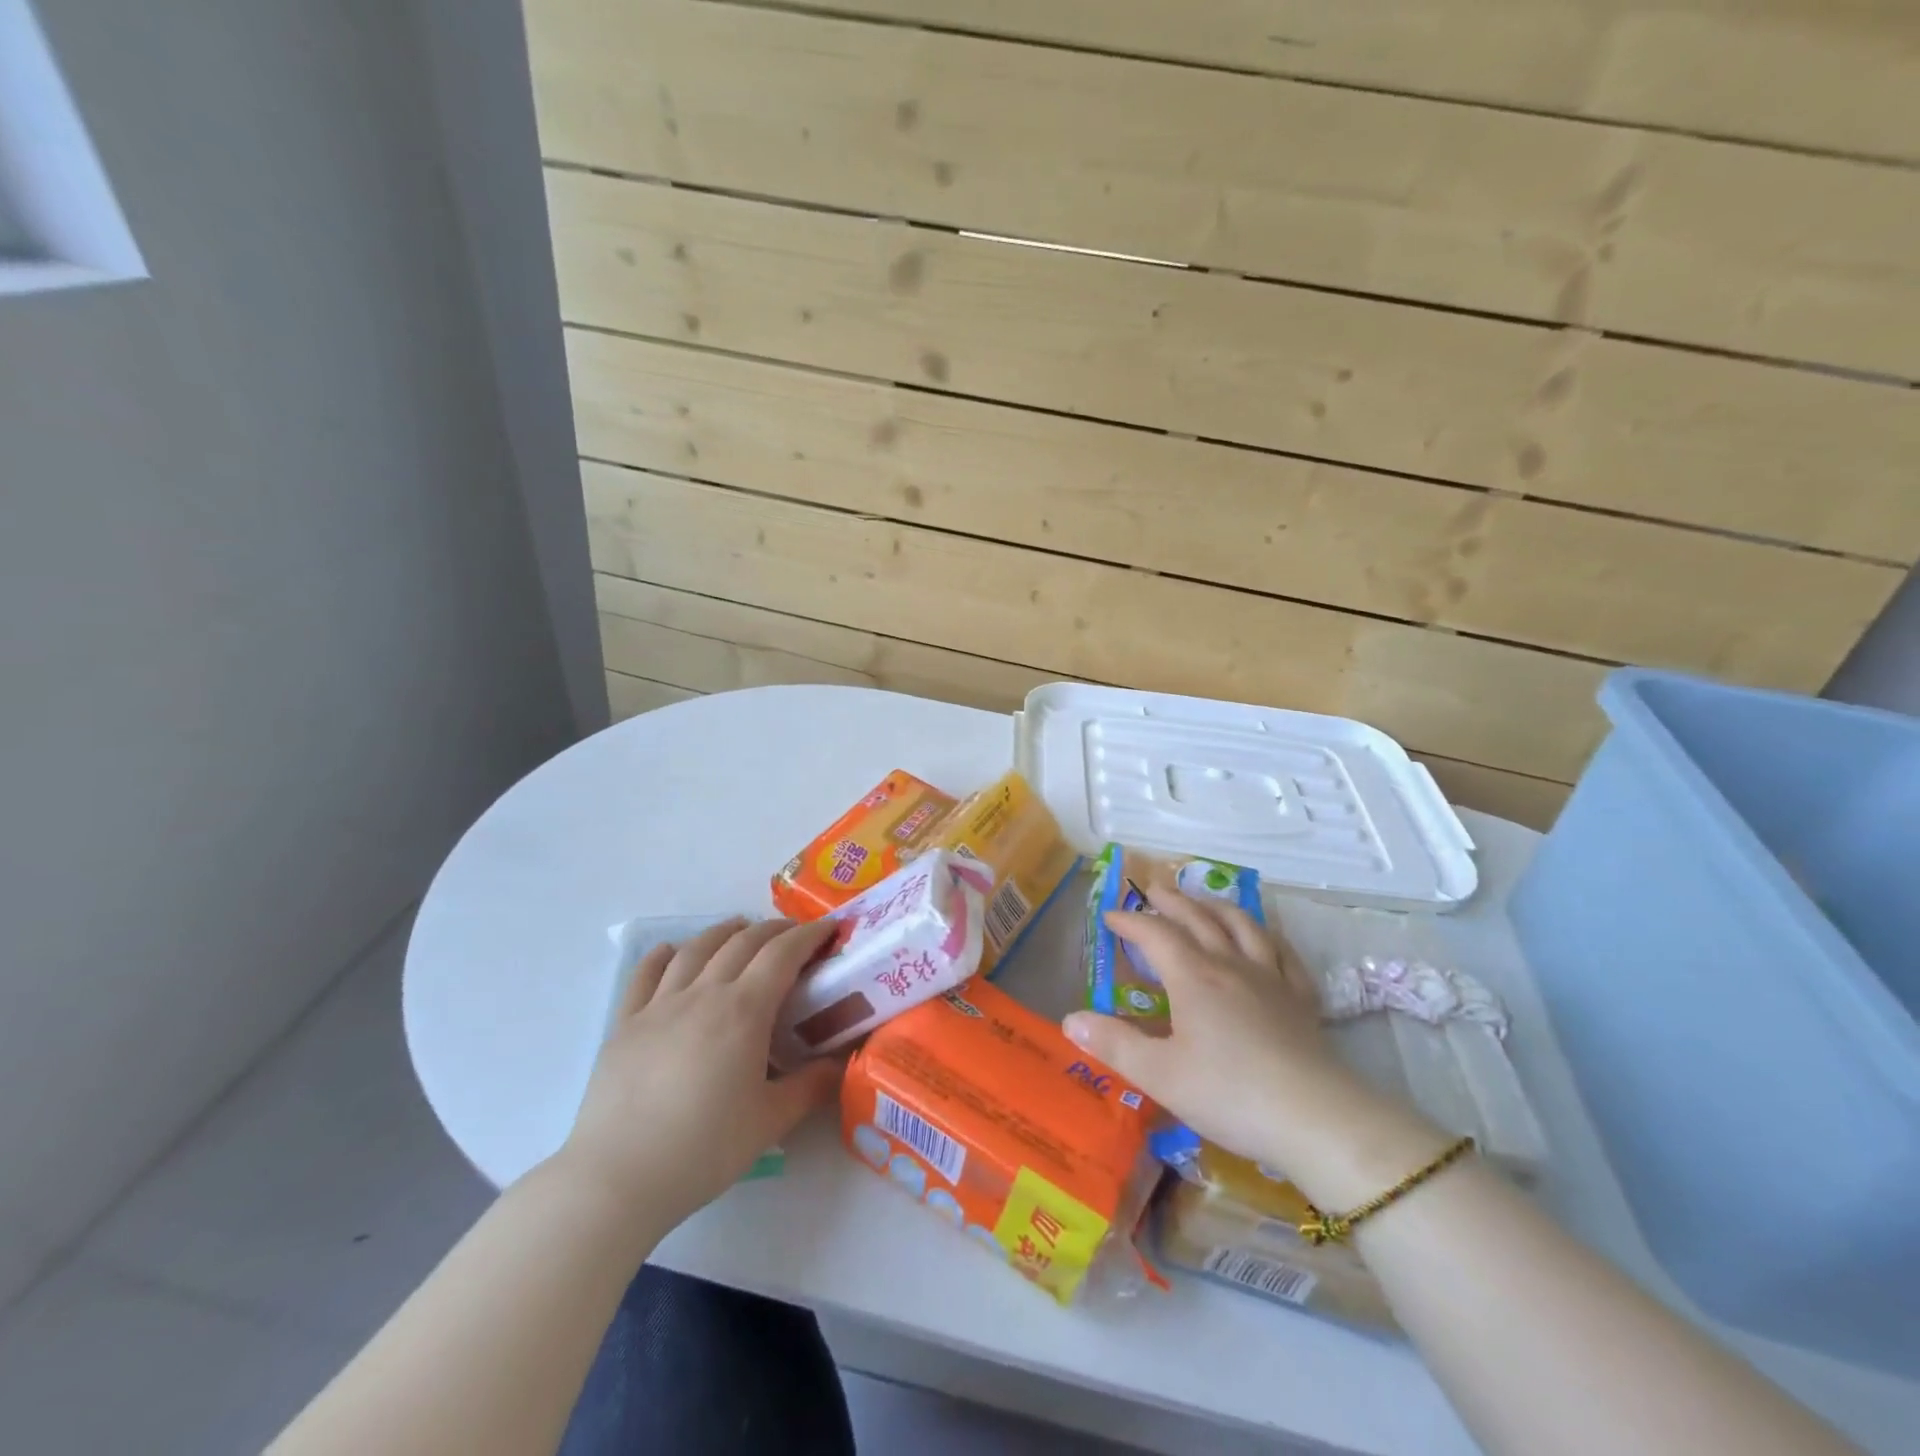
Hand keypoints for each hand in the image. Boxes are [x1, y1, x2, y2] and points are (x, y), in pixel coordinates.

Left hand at [557, 918, 842, 1230]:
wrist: (617, 1178)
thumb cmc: (703, 1149)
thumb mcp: (771, 1121)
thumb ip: (811, 1086)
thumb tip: (841, 1063)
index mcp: (743, 1011)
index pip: (782, 954)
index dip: (808, 935)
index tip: (828, 928)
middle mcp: (703, 994)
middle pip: (742, 943)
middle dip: (773, 930)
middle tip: (793, 933)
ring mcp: (659, 1005)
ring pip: (695, 950)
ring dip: (723, 932)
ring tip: (739, 927)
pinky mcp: (625, 1024)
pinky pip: (645, 975)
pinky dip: (661, 955)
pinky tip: (670, 951)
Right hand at [1062, 880, 1401, 1179]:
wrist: (1315, 1118)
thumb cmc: (1229, 1094)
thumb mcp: (1159, 1075)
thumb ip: (1114, 1044)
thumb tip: (1070, 1019)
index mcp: (1193, 977)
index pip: (1155, 933)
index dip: (1130, 920)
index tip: (1110, 916)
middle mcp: (1230, 965)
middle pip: (1198, 918)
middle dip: (1172, 900)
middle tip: (1153, 889)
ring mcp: (1271, 978)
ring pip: (1242, 926)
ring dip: (1217, 907)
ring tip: (1204, 901)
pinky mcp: (1301, 998)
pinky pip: (1283, 953)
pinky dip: (1267, 936)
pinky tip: (1264, 939)